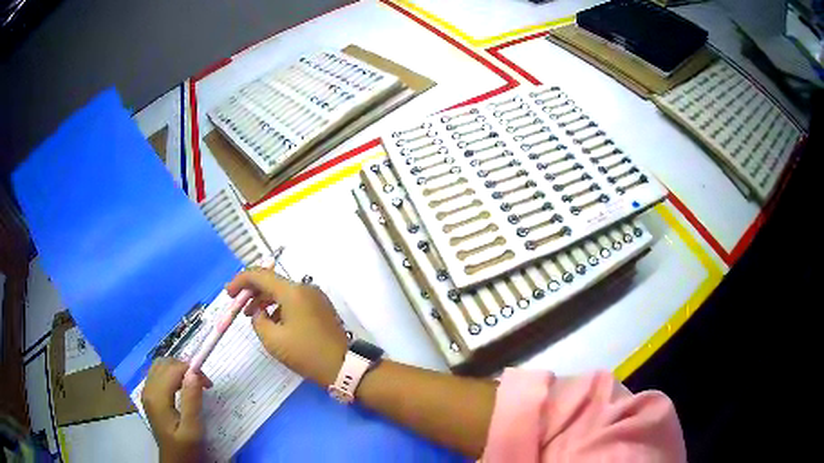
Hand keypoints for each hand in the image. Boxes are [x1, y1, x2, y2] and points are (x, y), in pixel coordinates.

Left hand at [142, 358, 211, 462]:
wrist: (175, 462)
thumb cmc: (185, 448)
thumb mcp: (192, 429)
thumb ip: (192, 401)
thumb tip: (194, 373)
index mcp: (157, 396)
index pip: (173, 369)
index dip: (192, 370)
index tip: (209, 385)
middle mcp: (148, 389)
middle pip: (165, 364)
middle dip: (185, 368)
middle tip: (204, 385)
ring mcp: (147, 392)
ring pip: (160, 366)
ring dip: (178, 370)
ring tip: (194, 385)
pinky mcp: (150, 396)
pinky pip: (158, 374)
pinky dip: (172, 375)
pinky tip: (182, 388)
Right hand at [227, 269, 348, 386]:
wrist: (343, 366)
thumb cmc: (306, 353)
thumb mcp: (273, 340)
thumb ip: (258, 321)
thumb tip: (258, 313)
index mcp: (293, 291)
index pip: (260, 275)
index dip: (240, 281)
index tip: (229, 293)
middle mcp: (305, 288)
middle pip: (272, 282)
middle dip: (253, 292)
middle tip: (239, 307)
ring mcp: (316, 297)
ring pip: (284, 292)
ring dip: (266, 301)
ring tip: (253, 317)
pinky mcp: (321, 307)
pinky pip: (295, 301)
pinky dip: (280, 307)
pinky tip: (273, 323)